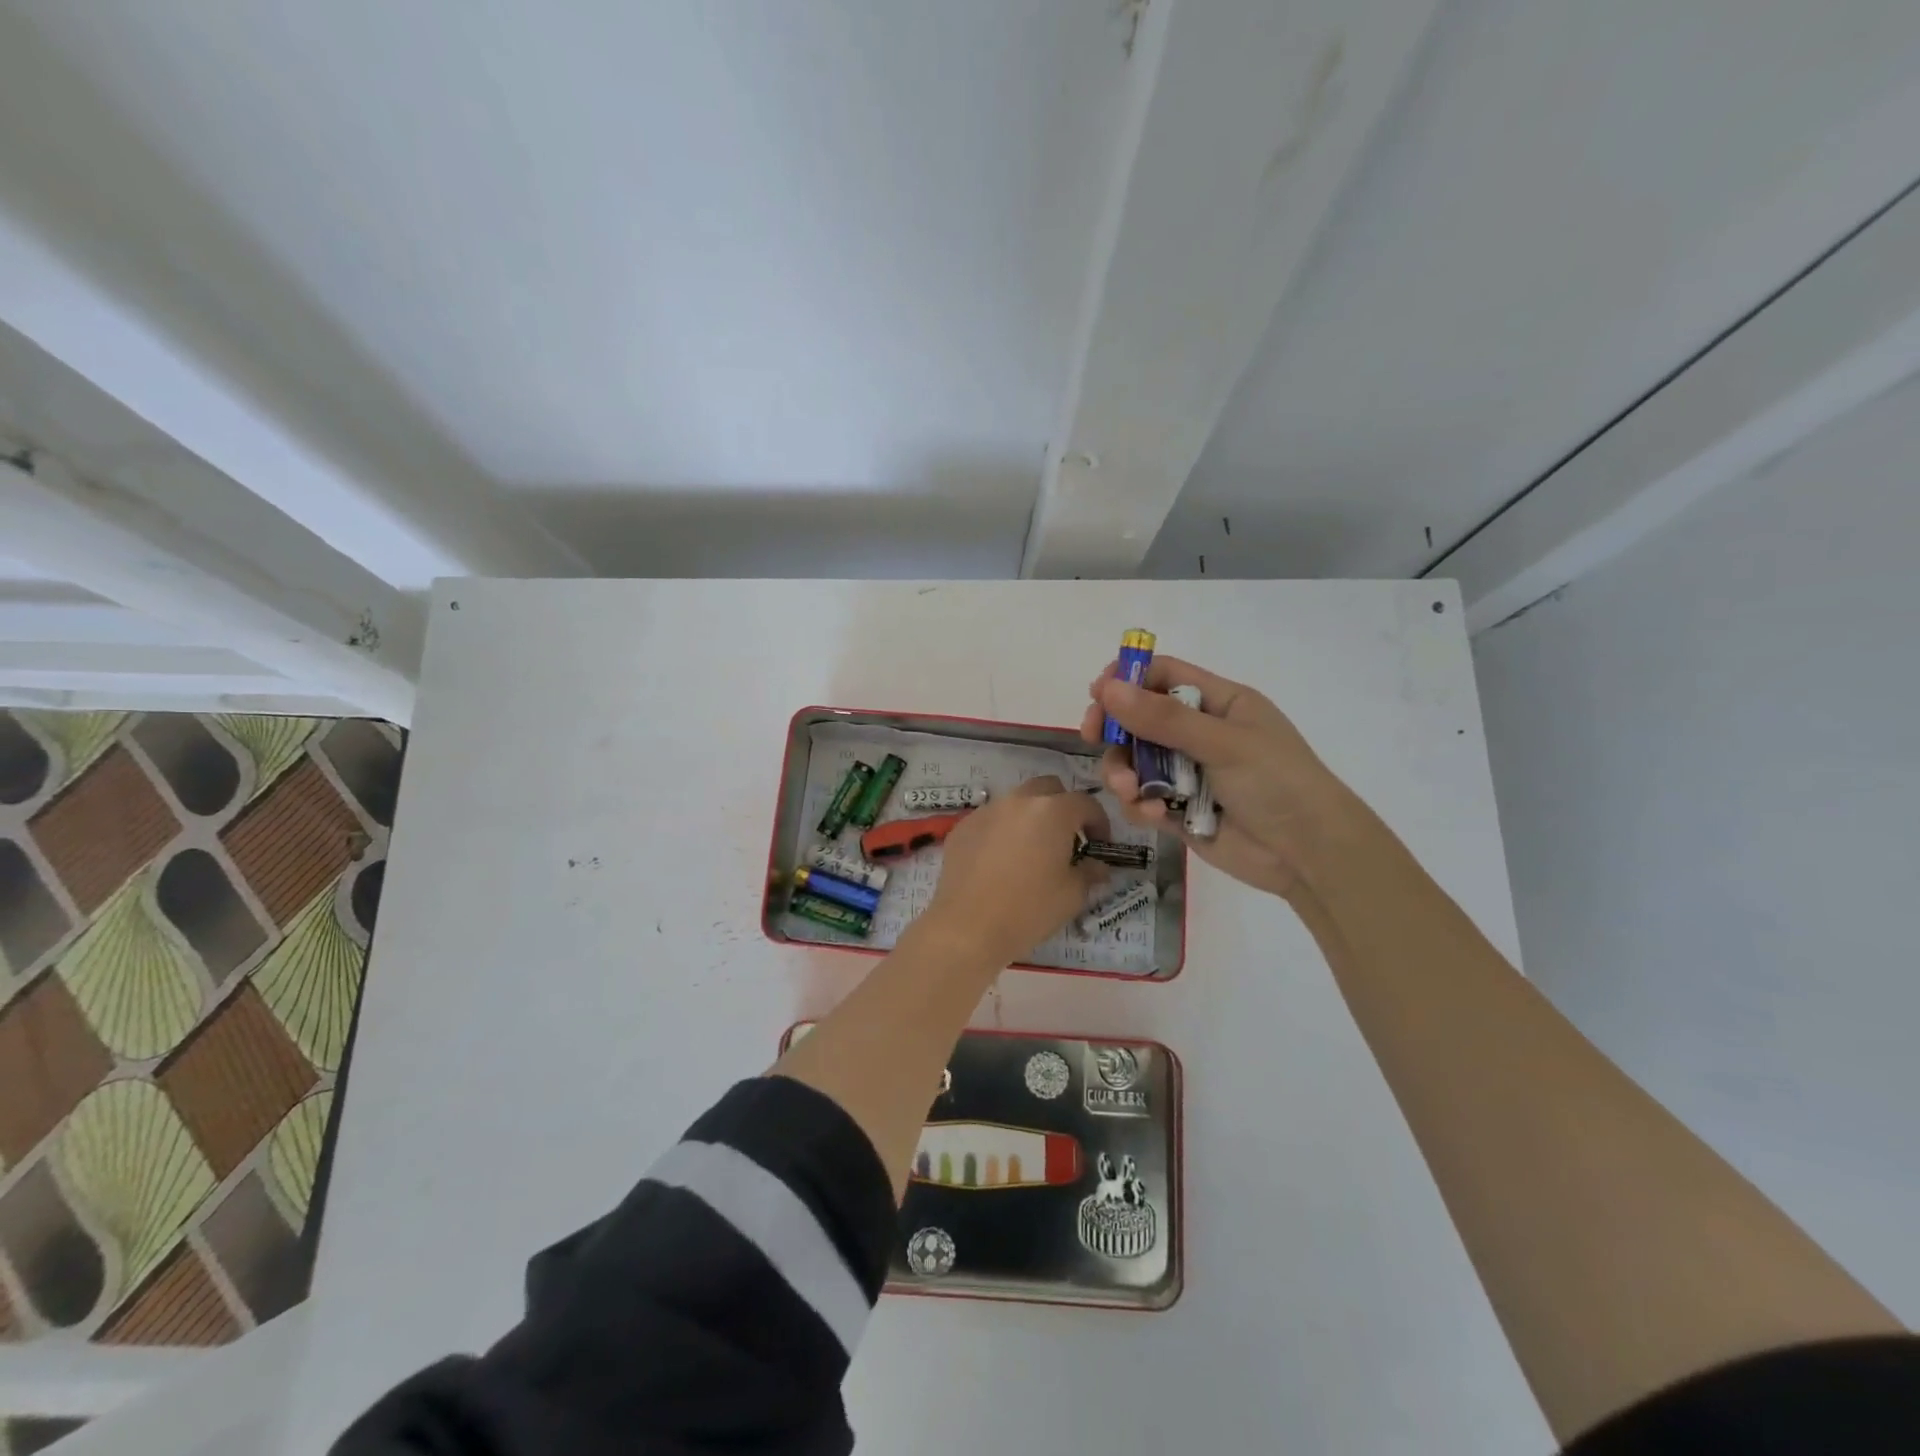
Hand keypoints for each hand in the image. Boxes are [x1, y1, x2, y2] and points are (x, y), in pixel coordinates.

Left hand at [922, 776, 1109, 966]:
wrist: (968, 928)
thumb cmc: (1029, 909)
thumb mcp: (1072, 894)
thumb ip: (1090, 871)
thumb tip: (1097, 866)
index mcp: (1052, 811)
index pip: (1086, 803)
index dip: (1099, 822)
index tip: (1099, 845)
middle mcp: (1018, 801)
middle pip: (1048, 789)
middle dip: (1063, 808)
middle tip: (1066, 839)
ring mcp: (986, 811)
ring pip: (1016, 802)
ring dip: (1030, 817)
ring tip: (1031, 850)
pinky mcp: (962, 827)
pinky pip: (991, 819)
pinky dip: (1002, 831)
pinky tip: (1000, 861)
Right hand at [1079, 656, 1363, 897]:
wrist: (1309, 855)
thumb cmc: (1277, 783)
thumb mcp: (1222, 743)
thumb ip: (1163, 718)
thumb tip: (1106, 688)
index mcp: (1219, 703)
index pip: (1162, 676)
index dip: (1127, 679)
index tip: (1098, 695)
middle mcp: (1200, 733)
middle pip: (1140, 718)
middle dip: (1115, 728)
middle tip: (1093, 735)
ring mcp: (1188, 773)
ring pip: (1135, 761)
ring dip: (1124, 772)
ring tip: (1130, 789)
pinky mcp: (1179, 810)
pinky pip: (1143, 798)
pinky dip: (1139, 804)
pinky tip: (1152, 815)